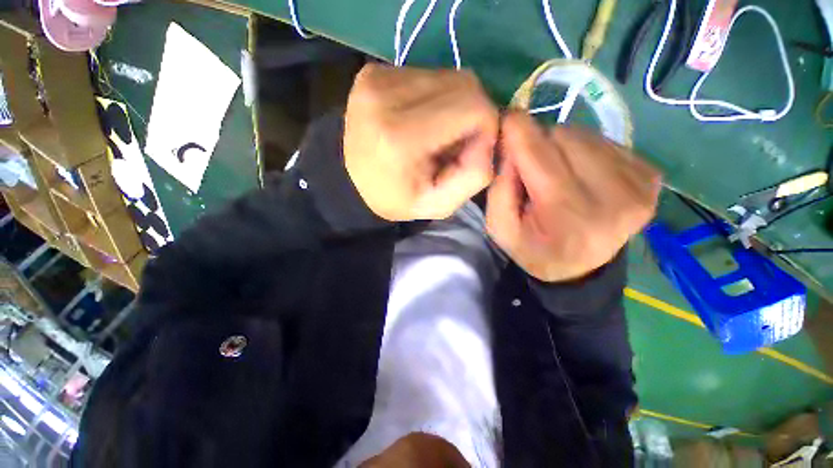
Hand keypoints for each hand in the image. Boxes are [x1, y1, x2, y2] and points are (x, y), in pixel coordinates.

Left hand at [344, 63, 498, 220]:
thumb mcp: (440, 204)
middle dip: (471, 114)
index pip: (473, 107)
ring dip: (452, 105)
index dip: (486, 127)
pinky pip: (427, 74)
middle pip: (464, 84)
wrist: (353, 182)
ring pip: (448, 76)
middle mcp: (384, 96)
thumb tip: (489, 134)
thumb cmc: (397, 198)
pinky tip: (420, 120)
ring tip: (435, 133)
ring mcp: (376, 78)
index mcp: (400, 137)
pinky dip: (434, 97)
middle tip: (453, 143)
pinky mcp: (373, 70)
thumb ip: (475, 174)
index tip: (470, 150)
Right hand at [486, 112, 660, 281]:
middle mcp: (613, 197)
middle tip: (530, 167)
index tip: (506, 118)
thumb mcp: (501, 227)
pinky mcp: (651, 179)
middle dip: (539, 145)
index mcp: (568, 215)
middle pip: (564, 137)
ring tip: (555, 172)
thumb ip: (500, 186)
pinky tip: (580, 173)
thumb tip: (511, 141)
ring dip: (562, 146)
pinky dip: (585, 151)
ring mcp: (640, 186)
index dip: (518, 131)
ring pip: (585, 134)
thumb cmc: (533, 248)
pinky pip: (607, 142)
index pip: (540, 155)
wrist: (577, 270)